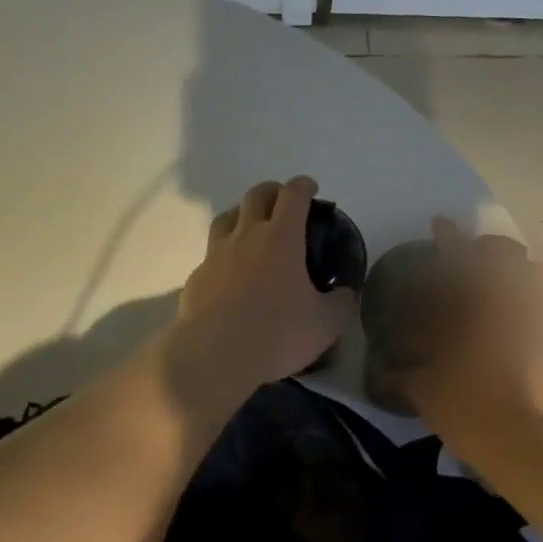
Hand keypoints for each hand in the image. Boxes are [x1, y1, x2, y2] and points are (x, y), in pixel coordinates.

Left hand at [175, 177, 358, 390]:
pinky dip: (225, 253)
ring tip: (253, 228)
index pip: (293, 195)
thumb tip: (345, 293)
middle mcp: (247, 235)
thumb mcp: (326, 323)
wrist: (215, 355)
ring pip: (227, 217)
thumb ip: (341, 302)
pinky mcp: (197, 277)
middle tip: (283, 202)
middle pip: (257, 195)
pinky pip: (212, 253)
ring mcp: (216, 254)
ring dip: (243, 214)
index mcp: (282, 237)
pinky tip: (231, 273)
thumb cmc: (278, 333)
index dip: (304, 186)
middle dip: (273, 191)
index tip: (311, 188)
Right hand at [395, 218, 542, 449]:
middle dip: (490, 247)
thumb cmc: (470, 407)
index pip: (456, 257)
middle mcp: (507, 301)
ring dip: (519, 270)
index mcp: (471, 306)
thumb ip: (402, 376)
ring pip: (535, 274)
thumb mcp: (424, 392)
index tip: (440, 222)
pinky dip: (538, 304)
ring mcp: (538, 317)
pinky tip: (526, 319)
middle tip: (477, 253)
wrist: (529, 438)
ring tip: (507, 281)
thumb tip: (382, 370)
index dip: (447, 236)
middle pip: (505, 254)